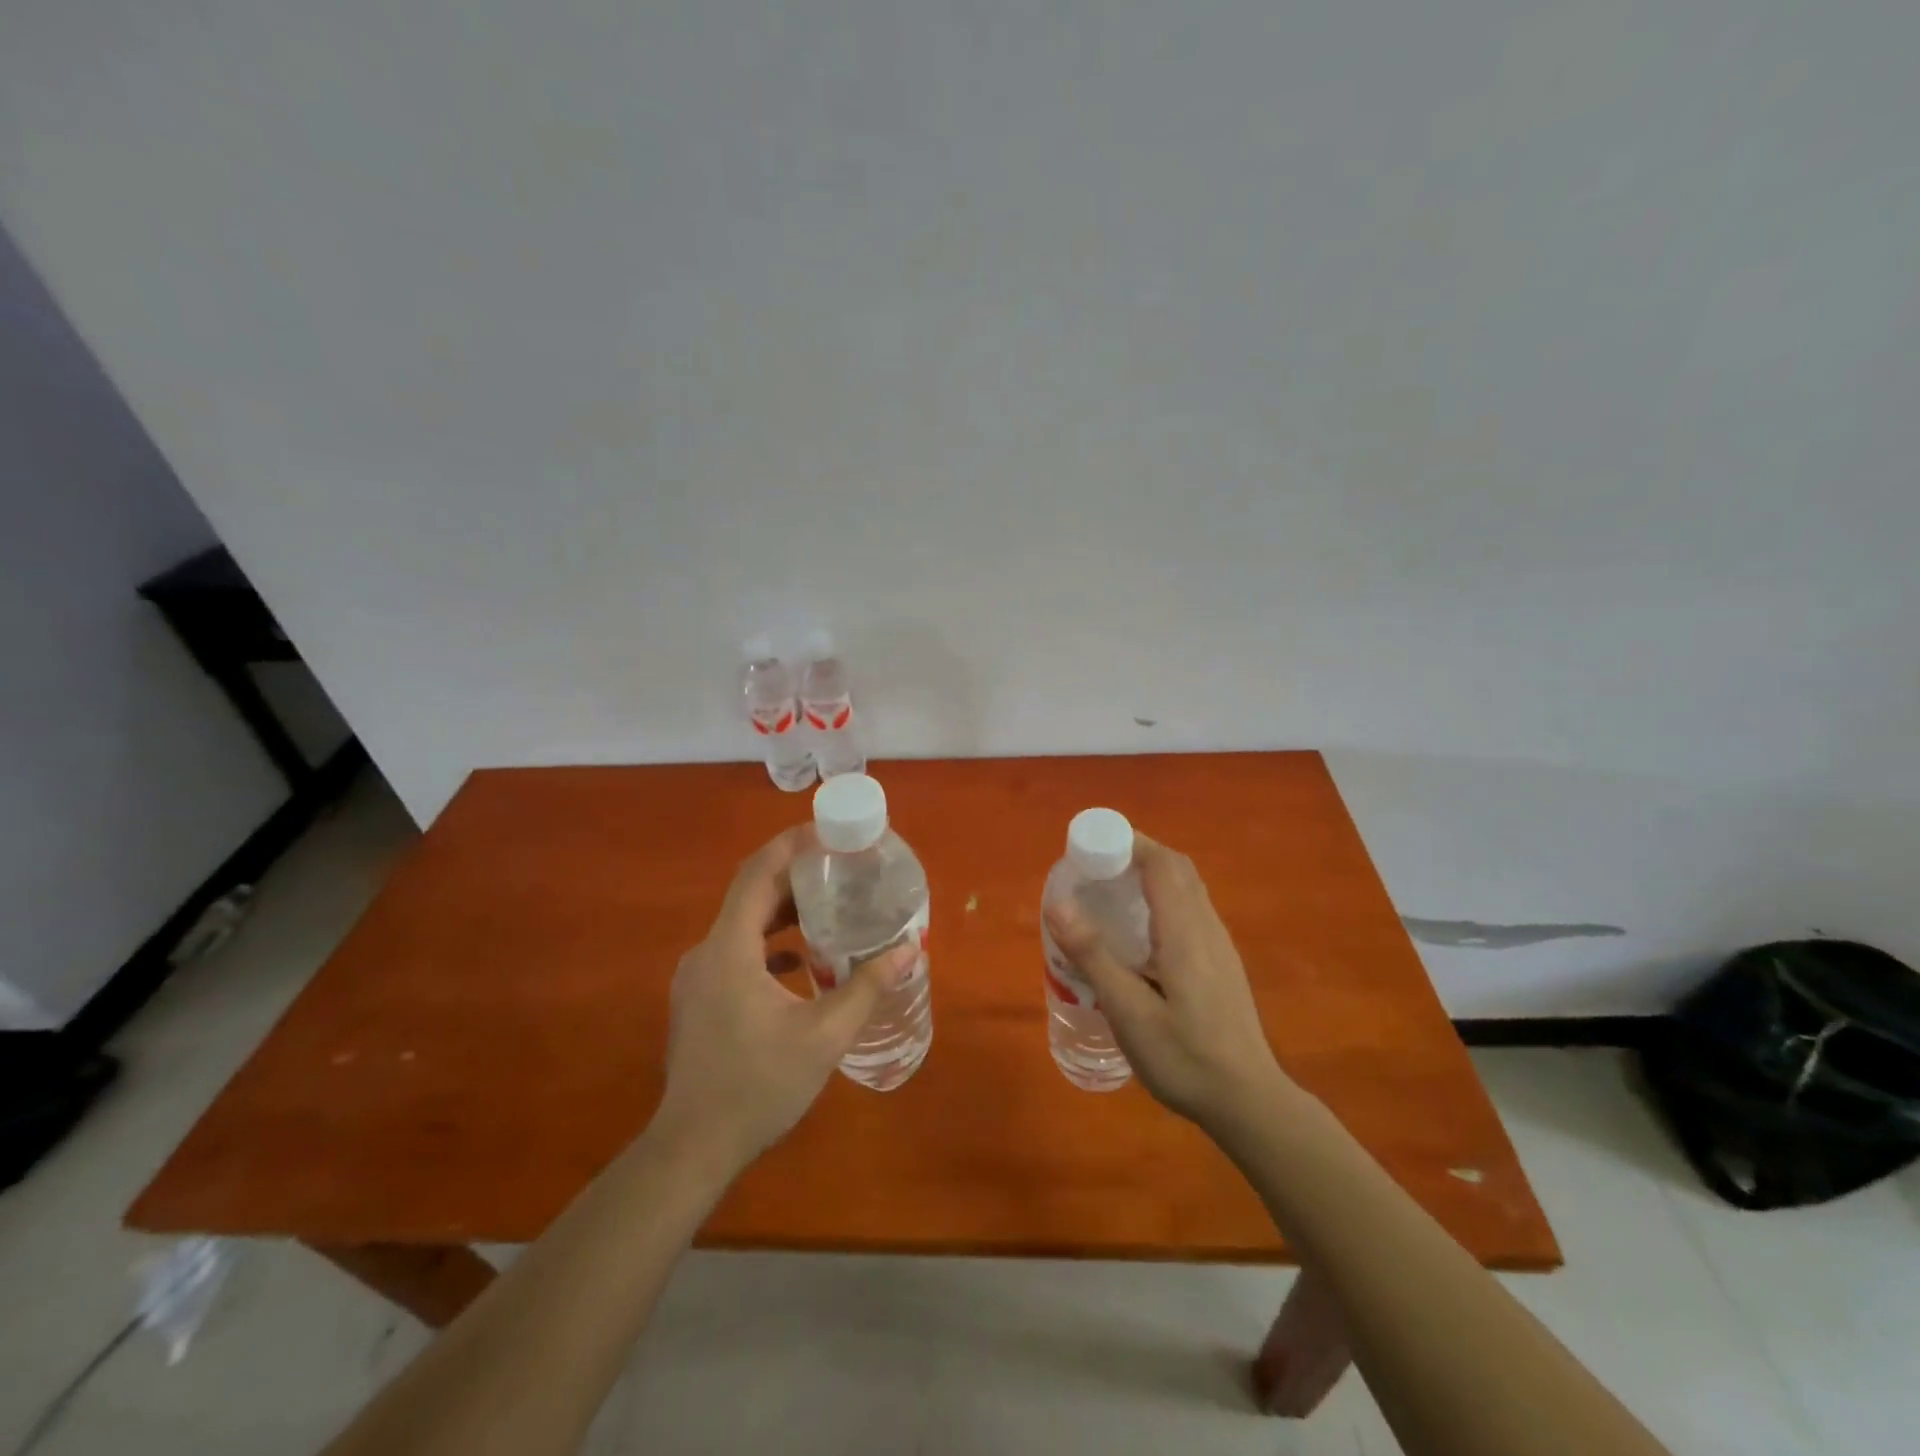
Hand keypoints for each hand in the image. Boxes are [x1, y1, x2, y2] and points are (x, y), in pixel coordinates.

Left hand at [653, 827, 913, 1175]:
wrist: (692, 1148)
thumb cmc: (759, 1086)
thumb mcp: (824, 1036)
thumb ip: (867, 987)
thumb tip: (908, 949)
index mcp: (730, 949)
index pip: (757, 874)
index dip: (791, 845)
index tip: (828, 831)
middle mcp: (706, 952)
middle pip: (750, 893)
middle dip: (795, 874)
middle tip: (840, 866)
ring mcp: (697, 977)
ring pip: (742, 923)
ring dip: (783, 909)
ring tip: (828, 905)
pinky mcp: (699, 998)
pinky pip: (736, 950)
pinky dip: (768, 942)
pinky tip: (801, 960)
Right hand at [1044, 833, 1293, 1134]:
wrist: (1249, 1102)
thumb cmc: (1184, 1057)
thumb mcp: (1129, 1012)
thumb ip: (1094, 956)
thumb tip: (1058, 903)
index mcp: (1185, 931)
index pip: (1161, 864)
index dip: (1128, 842)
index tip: (1091, 846)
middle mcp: (1207, 927)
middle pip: (1176, 869)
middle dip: (1137, 854)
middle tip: (1095, 867)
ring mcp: (1219, 945)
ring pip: (1187, 889)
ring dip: (1151, 875)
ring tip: (1111, 893)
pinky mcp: (1221, 964)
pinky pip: (1191, 910)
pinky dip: (1162, 899)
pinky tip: (1139, 934)